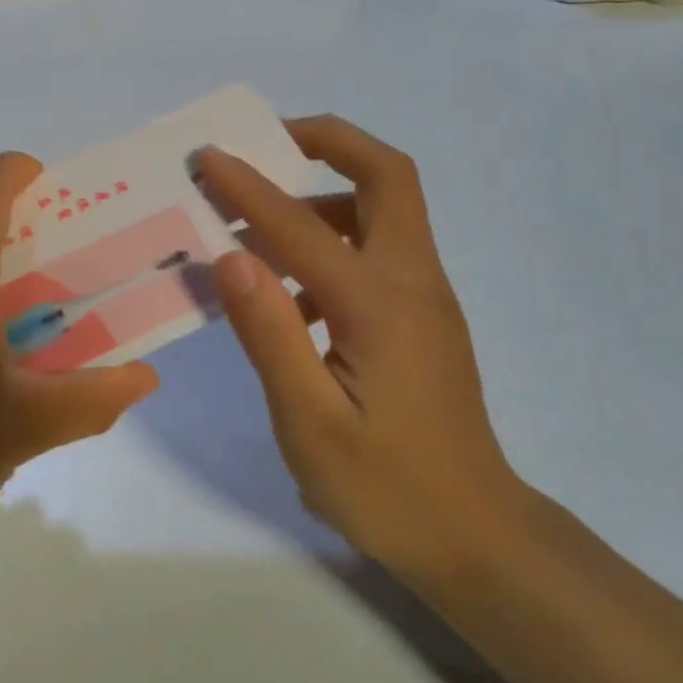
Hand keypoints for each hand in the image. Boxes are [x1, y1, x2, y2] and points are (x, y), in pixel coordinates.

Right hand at [197, 117, 525, 588]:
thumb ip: (270, 334)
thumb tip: (231, 257)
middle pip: (387, 176)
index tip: (206, 158)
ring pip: (383, 209)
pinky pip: (375, 250)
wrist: (477, 540)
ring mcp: (423, 298)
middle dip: (327, 142)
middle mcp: (411, 282)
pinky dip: (331, 239)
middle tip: (266, 142)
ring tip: (258, 218)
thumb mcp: (311, 422)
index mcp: (380, 304)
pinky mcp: (420, 318)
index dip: (249, 186)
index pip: (302, 225)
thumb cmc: (388, 488)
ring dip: (323, 193)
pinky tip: (286, 291)